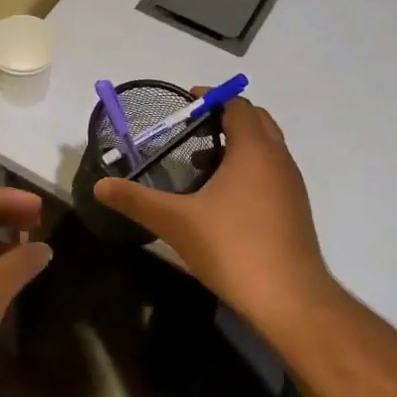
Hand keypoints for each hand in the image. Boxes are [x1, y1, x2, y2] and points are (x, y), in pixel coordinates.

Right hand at [94, 97, 330, 325]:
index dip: (212, 98)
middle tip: (191, 130)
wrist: (290, 298)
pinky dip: (250, 168)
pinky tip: (224, 198)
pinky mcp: (295, 210)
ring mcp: (292, 185)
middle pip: (257, 120)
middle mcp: (278, 159)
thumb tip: (100, 186)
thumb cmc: (233, 247)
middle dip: (227, 117)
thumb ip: (136, 200)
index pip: (238, 105)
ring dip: (239, 144)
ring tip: (201, 163)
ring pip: (267, 148)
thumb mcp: (176, 222)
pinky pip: (272, 172)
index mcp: (254, 150)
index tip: (185, 104)